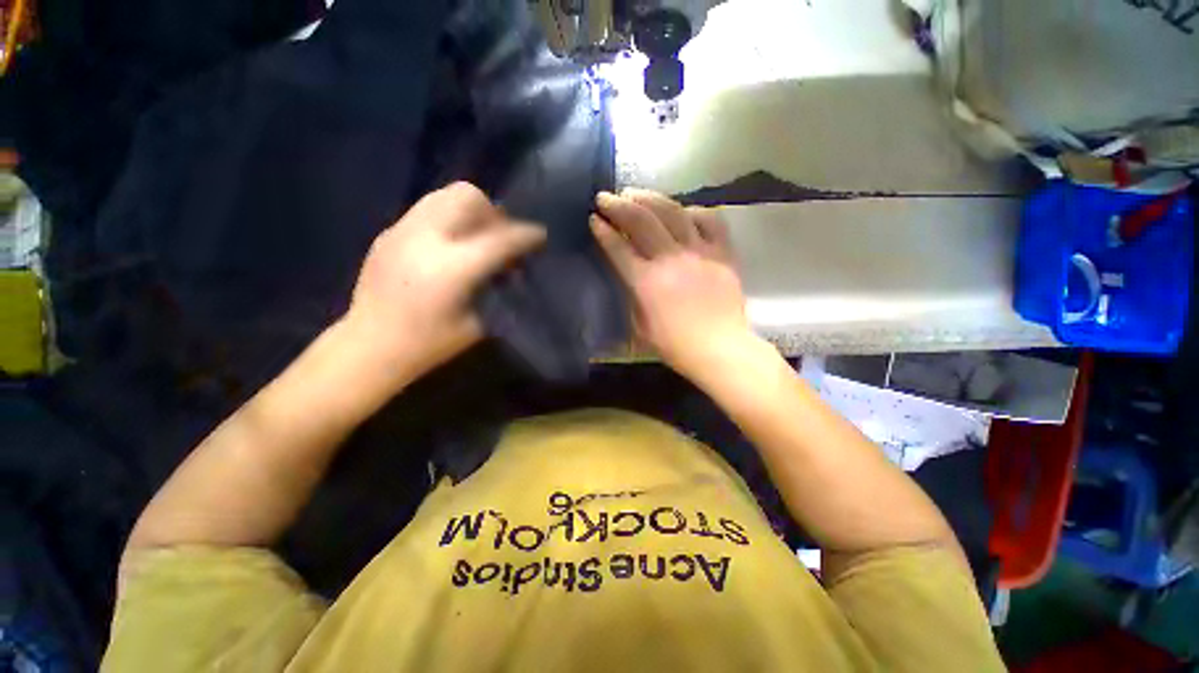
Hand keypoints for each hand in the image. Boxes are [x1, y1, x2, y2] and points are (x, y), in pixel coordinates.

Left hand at [345, 182, 545, 383]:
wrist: (369, 346)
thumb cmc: (429, 344)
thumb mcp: (477, 323)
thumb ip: (497, 288)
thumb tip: (510, 267)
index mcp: (452, 269)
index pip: (500, 239)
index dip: (526, 235)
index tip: (540, 236)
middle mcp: (426, 239)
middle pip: (468, 197)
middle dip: (494, 213)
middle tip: (500, 237)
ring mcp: (403, 231)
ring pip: (444, 195)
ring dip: (470, 211)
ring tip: (476, 237)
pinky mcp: (389, 232)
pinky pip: (427, 209)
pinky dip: (448, 219)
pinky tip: (449, 245)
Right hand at [591, 189, 752, 377]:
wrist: (720, 349)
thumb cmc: (675, 345)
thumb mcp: (639, 325)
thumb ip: (631, 294)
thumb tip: (629, 271)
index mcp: (646, 282)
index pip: (618, 247)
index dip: (603, 231)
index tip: (594, 219)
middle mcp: (671, 259)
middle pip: (641, 220)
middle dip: (618, 205)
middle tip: (605, 197)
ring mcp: (699, 252)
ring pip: (672, 211)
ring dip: (650, 198)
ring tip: (635, 193)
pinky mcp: (723, 252)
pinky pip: (709, 219)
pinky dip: (692, 211)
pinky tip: (681, 211)